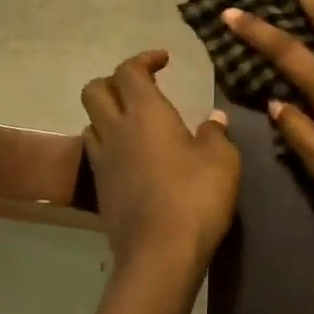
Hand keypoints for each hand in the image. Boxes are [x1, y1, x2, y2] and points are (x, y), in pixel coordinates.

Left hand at [81, 50, 239, 271]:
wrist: (160, 254)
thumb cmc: (196, 197)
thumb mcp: (222, 160)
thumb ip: (215, 133)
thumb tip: (213, 118)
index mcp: (146, 113)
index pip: (129, 71)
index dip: (144, 59)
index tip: (165, 61)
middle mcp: (116, 130)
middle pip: (95, 90)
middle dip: (115, 81)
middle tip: (143, 89)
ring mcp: (103, 161)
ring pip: (91, 122)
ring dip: (109, 115)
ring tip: (137, 124)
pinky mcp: (101, 190)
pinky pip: (98, 153)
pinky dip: (112, 145)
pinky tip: (135, 159)